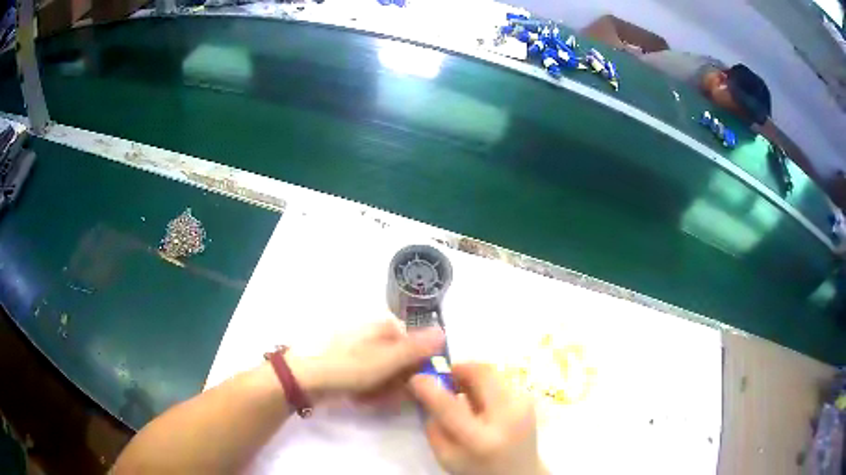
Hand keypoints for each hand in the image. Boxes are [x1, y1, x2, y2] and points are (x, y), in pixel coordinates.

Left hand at [287, 319, 444, 401]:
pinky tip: (360, 398)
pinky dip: (369, 391)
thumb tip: (444, 330)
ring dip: (383, 390)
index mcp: (383, 326)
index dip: (417, 367)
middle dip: (397, 382)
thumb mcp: (387, 360)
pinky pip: (369, 379)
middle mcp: (373, 334)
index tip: (413, 384)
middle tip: (387, 395)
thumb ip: (417, 348)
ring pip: (386, 373)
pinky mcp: (347, 364)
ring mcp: (359, 350)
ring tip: (369, 397)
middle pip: (401, 361)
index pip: (415, 345)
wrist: (303, 378)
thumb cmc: (348, 367)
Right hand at [410, 363, 546, 474]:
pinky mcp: (529, 399)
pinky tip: (481, 402)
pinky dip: (485, 385)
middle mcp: (508, 417)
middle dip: (459, 369)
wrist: (520, 473)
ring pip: (492, 373)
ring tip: (463, 394)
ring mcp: (524, 405)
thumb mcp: (446, 457)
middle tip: (445, 379)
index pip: (450, 407)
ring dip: (472, 377)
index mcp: (481, 440)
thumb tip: (426, 391)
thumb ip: (434, 426)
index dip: (430, 388)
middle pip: (482, 374)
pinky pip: (501, 381)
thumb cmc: (477, 469)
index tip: (416, 377)